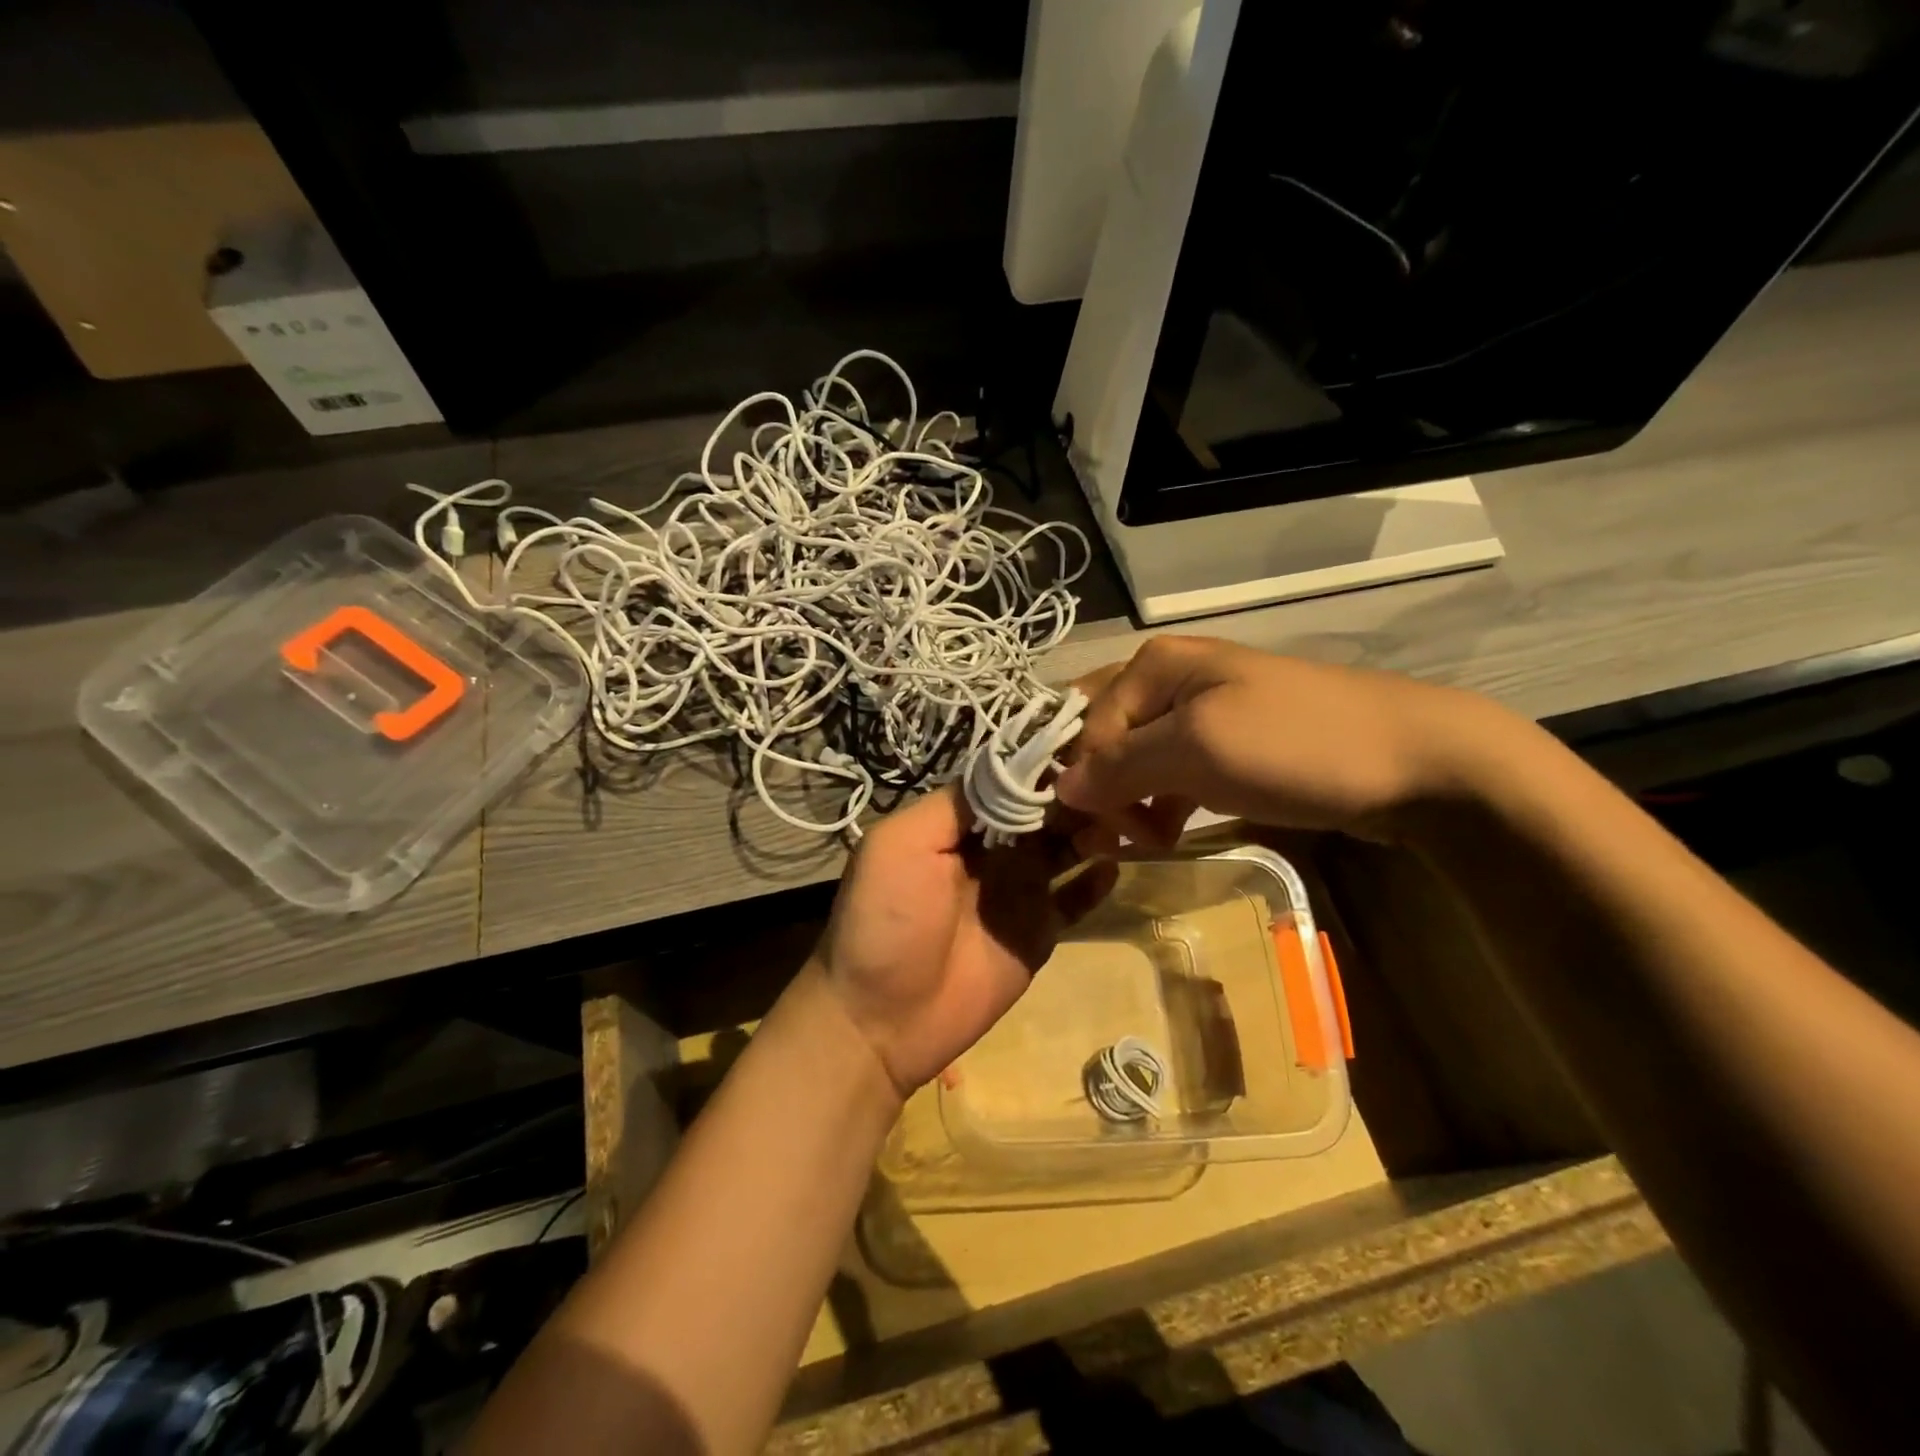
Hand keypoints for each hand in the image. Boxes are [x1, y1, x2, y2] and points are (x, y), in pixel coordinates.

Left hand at [813, 784, 1118, 1094]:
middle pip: (1042, 812)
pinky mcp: (1040, 932)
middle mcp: (991, 850)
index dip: (1039, 765)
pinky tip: (1112, 868)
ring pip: (1064, 849)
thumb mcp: (900, 845)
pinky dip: (1095, 882)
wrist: (882, 1019)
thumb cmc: (885, 921)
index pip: (1007, 782)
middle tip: (1110, 785)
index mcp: (956, 825)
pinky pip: (1074, 900)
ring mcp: (1019, 891)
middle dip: (1073, 796)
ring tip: (1115, 822)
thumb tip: (1006, 769)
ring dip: (1089, 832)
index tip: (1081, 745)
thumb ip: (952, 806)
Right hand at [1055, 636, 1517, 848]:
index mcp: (1154, 664)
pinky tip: (1167, 831)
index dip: (1084, 780)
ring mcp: (1200, 712)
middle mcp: (1169, 679)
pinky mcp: (1226, 744)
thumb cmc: (1295, 745)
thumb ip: (1121, 766)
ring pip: (1134, 759)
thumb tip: (1059, 789)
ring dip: (1129, 803)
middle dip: (1099, 791)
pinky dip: (1160, 804)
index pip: (1085, 726)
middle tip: (1112, 841)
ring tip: (1146, 841)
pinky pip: (1168, 773)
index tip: (1100, 833)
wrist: (1413, 762)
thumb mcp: (1198, 750)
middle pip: (1103, 738)